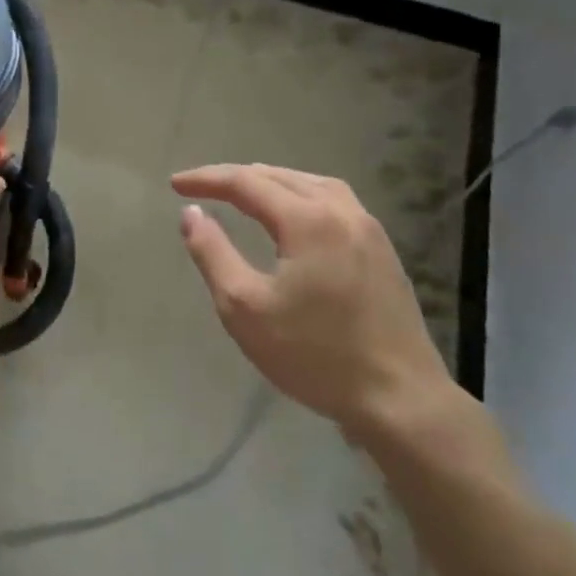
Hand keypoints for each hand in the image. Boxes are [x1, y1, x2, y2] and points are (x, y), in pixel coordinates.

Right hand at [172, 164, 454, 437]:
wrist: (400, 399)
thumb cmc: (313, 354)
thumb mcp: (243, 307)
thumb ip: (212, 252)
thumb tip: (191, 212)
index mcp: (307, 220)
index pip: (246, 182)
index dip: (207, 179)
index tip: (175, 184)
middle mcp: (341, 212)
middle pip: (280, 177)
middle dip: (236, 177)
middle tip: (202, 187)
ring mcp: (369, 230)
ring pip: (312, 184)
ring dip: (272, 182)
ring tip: (244, 192)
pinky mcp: (382, 251)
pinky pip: (335, 202)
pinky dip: (301, 195)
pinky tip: (293, 215)